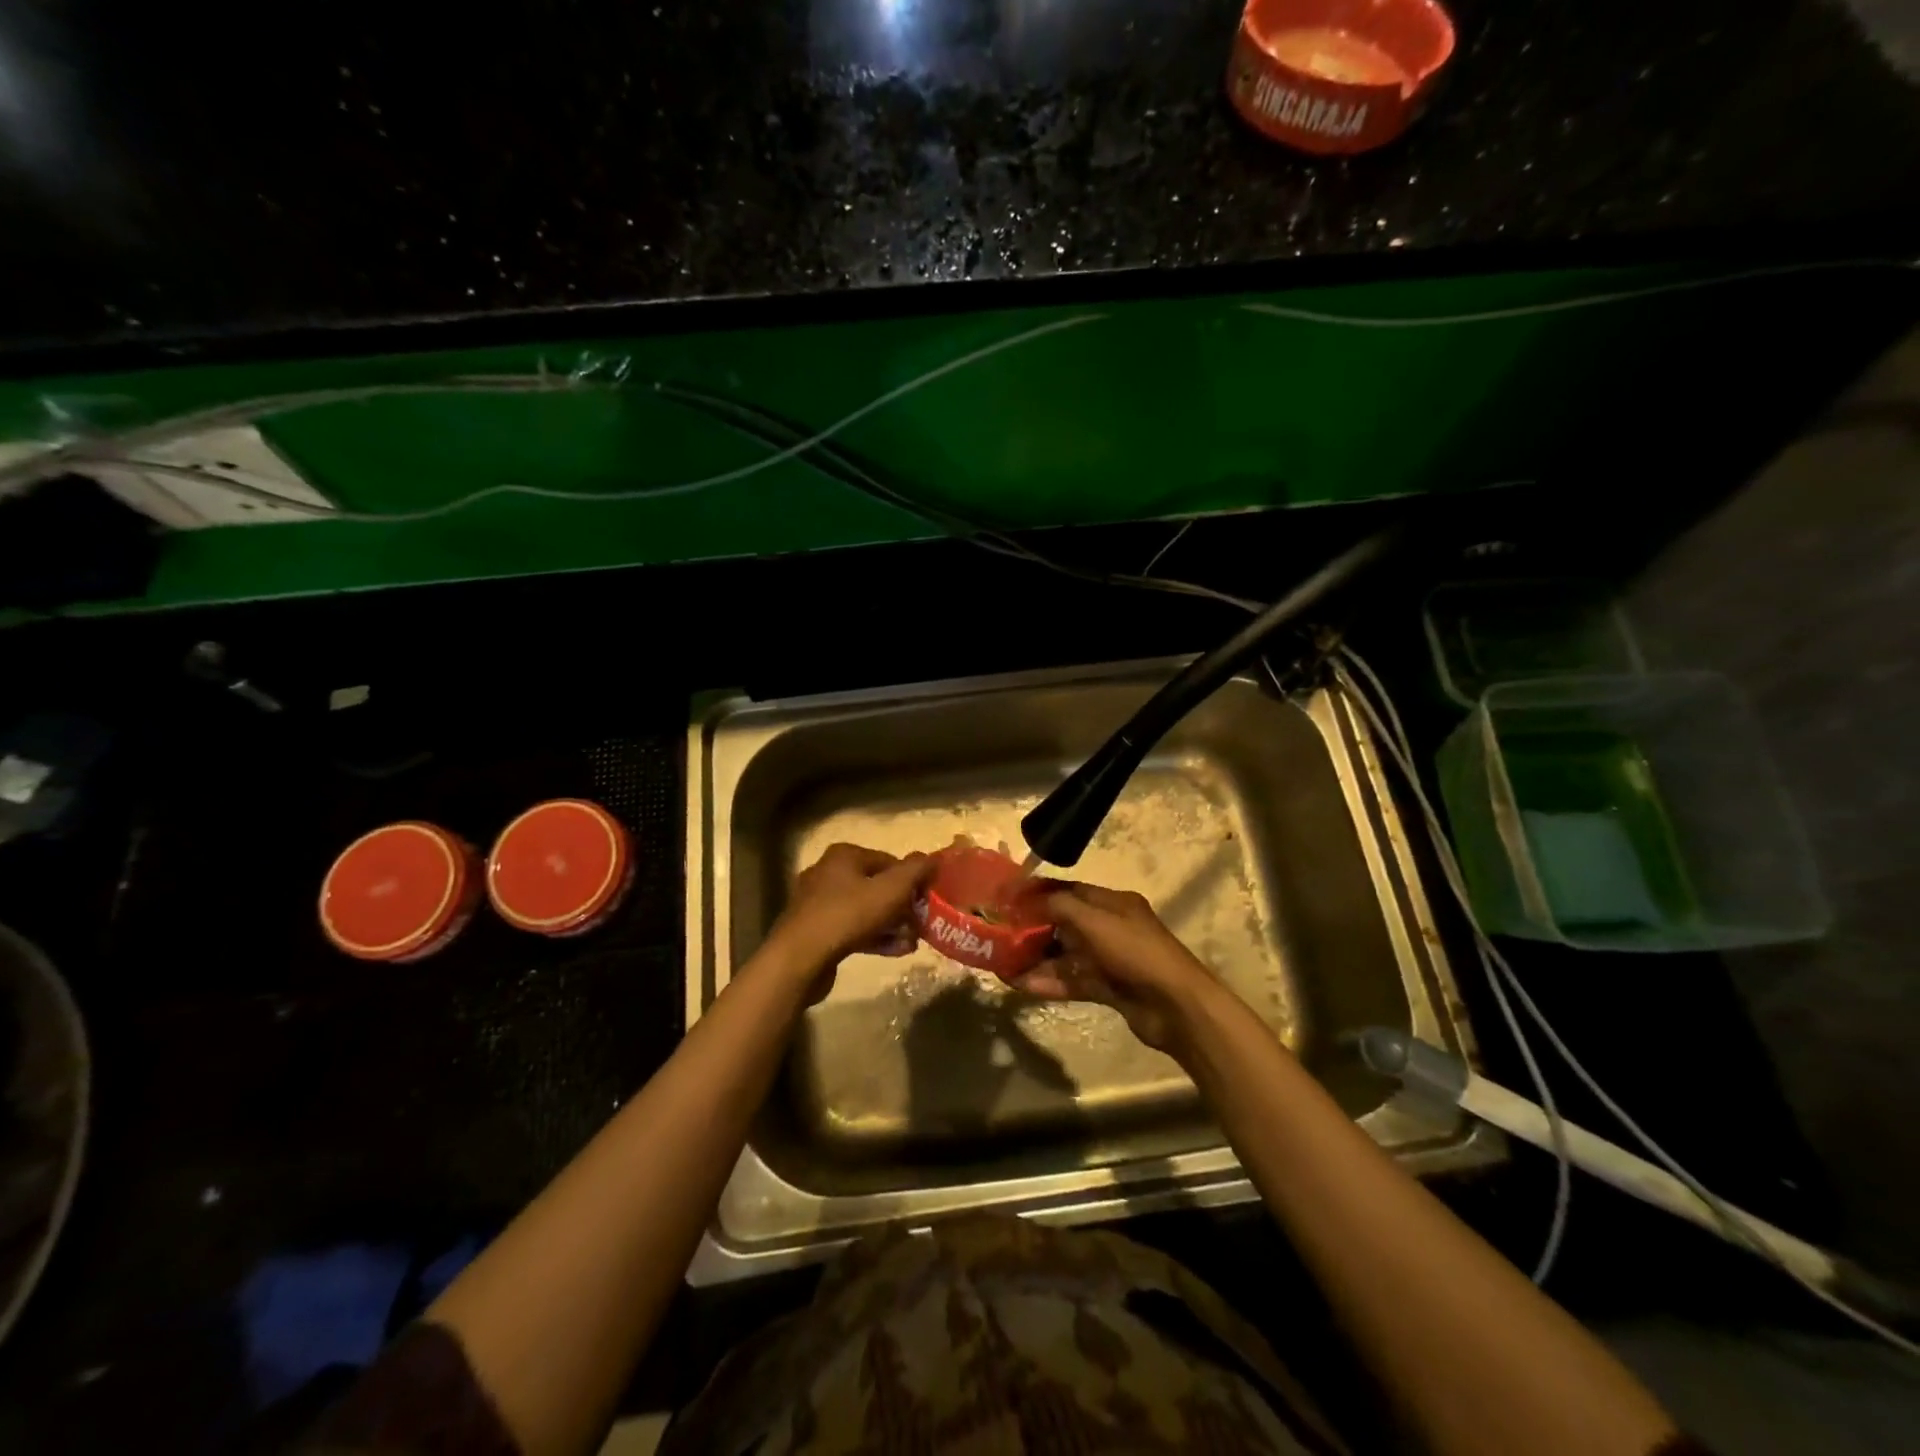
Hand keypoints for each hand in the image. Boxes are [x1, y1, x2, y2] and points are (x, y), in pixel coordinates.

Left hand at [765, 843, 932, 997]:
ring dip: (891, 924)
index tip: (928, 900)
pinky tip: (896, 951)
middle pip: (876, 886)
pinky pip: (852, 929)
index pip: (889, 861)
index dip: (912, 880)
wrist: (800, 958)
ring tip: (912, 942)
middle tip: (921, 924)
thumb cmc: (848, 914)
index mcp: (844, 856)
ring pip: (865, 910)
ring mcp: (818, 904)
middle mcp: (828, 873)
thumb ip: (915, 871)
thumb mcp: (891, 889)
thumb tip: (933, 858)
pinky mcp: (815, 931)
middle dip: (902, 906)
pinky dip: (874, 937)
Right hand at [1015, 883, 1218, 1053]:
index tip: (1006, 899)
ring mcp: (1109, 960)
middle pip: (1063, 923)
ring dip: (1035, 959)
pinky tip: (1020, 985)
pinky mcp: (1108, 989)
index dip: (1037, 893)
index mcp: (1113, 903)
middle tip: (999, 935)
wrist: (1176, 1007)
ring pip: (1065, 955)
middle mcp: (1110, 927)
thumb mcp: (1094, 921)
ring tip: (1002, 964)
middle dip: (1032, 928)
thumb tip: (1027, 899)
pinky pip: (1071, 980)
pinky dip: (1048, 982)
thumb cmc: (1135, 952)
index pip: (1068, 890)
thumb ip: (1058, 906)